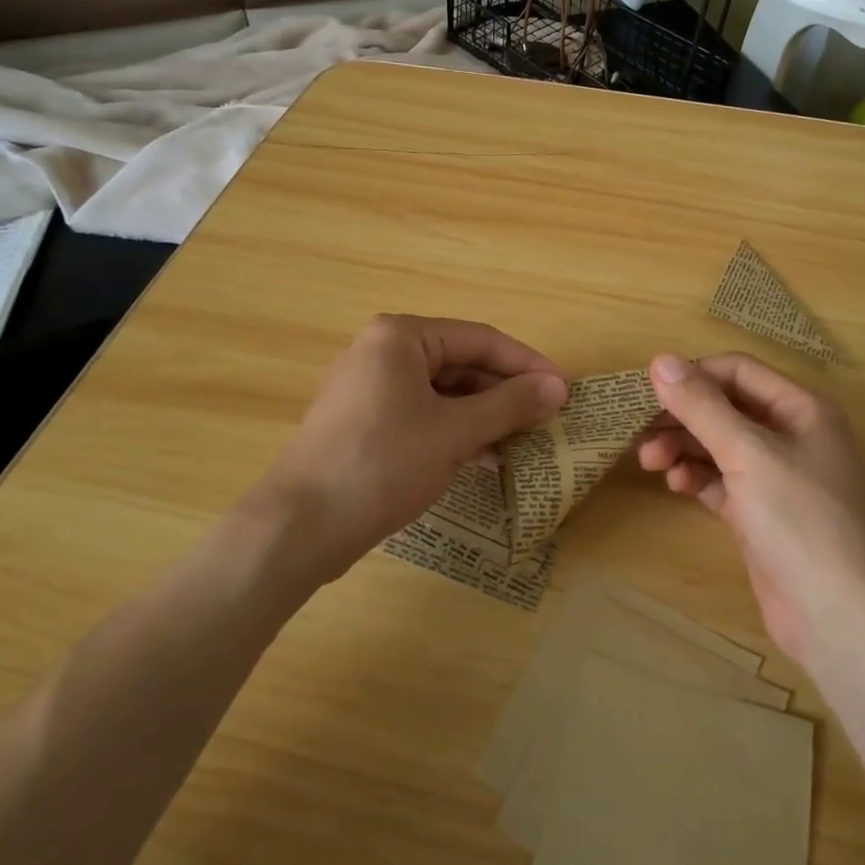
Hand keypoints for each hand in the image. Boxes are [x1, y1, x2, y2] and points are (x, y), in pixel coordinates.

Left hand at [256, 315, 567, 580]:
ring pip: (444, 392)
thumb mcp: (455, 433)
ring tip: (525, 441)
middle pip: (462, 363)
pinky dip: (456, 432)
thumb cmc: (382, 464)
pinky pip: (424, 415)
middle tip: (548, 418)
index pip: (481, 339)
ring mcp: (371, 387)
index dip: (528, 364)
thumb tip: (558, 387)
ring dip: (485, 415)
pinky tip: (486, 459)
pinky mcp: (366, 422)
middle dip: (506, 392)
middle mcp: (384, 351)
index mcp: (402, 336)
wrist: (299, 527)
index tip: (565, 389)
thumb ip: (509, 405)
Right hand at [637, 352, 864, 666]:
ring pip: (719, 446)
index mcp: (801, 408)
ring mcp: (777, 476)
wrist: (841, 616)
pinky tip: (676, 484)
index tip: (649, 391)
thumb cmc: (800, 519)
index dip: (694, 375)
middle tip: (640, 432)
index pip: (738, 371)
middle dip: (683, 417)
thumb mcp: (748, 453)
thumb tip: (660, 360)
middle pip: (725, 408)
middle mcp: (791, 435)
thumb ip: (702, 406)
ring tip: (650, 461)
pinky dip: (697, 477)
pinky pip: (721, 481)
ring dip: (684, 447)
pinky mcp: (762, 513)